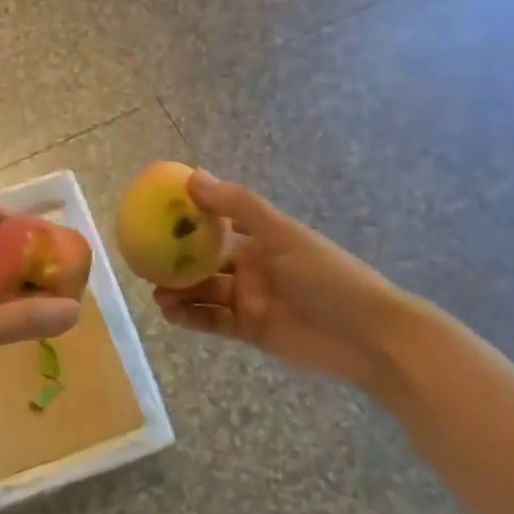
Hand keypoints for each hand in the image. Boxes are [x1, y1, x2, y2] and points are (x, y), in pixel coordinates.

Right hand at [154, 172, 404, 390]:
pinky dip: (192, 318)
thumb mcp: (282, 235)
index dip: (188, 220)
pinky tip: (171, 314)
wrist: (368, 337)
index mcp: (263, 238)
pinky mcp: (251, 330)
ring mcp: (251, 300)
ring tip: (156, 294)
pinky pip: (213, 322)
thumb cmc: (328, 277)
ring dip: (180, 291)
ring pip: (205, 292)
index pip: (217, 224)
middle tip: (145, 262)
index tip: (155, 217)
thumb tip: (192, 176)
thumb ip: (238, 207)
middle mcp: (253, 266)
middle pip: (206, 261)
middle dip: (177, 261)